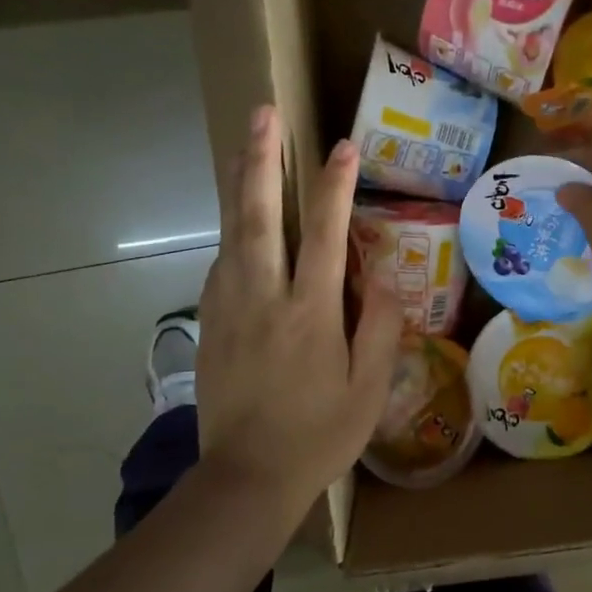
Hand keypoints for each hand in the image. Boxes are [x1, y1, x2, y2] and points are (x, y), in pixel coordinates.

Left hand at [196, 106, 398, 521]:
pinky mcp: (209, 323)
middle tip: (261, 113)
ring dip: (238, 185)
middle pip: (257, 215)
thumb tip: (383, 276)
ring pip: (230, 232)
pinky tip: (240, 223)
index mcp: (309, 313)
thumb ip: (380, 327)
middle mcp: (263, 298)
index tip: (343, 147)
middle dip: (261, 159)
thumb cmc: (319, 435)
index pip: (323, 233)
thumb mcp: (369, 390)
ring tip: (245, 146)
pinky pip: (222, 264)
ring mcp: (228, 308)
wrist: (246, 478)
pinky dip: (233, 232)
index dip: (334, 186)